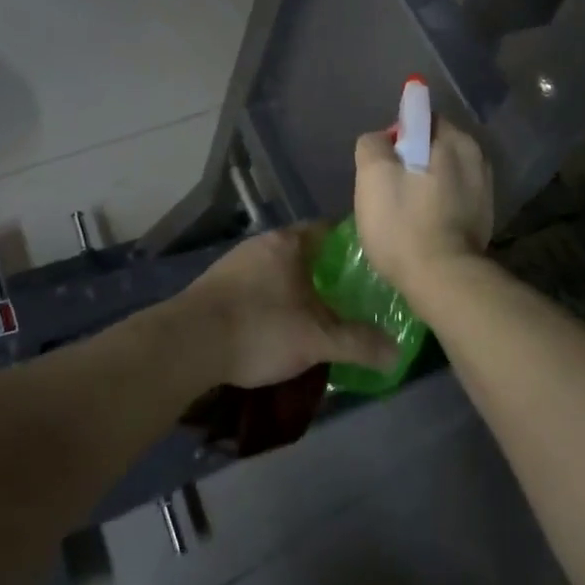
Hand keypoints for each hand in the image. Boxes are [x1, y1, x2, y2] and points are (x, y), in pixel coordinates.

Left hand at [181, 227, 398, 388]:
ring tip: (319, 317)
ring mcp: (234, 265)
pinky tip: (279, 328)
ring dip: (297, 290)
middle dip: (326, 274)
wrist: (186, 345)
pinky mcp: (215, 288)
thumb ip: (359, 343)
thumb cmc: (260, 328)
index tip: (372, 267)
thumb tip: (398, 353)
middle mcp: (261, 245)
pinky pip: (256, 289)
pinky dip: (272, 303)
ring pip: (279, 272)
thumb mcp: (317, 339)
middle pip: (304, 253)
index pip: (329, 231)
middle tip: (351, 298)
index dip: (352, 247)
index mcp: (289, 243)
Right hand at [353, 120, 493, 296]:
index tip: (382, 166)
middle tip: (388, 191)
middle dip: (411, 161)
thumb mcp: (373, 176)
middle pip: (432, 147)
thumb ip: (373, 145)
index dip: (396, 138)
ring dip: (424, 185)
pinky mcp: (484, 218)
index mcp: (455, 139)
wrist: (443, 280)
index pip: (420, 119)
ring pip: (443, 174)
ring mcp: (485, 189)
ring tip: (404, 213)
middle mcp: (477, 157)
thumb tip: (382, 141)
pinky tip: (422, 226)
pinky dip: (437, 205)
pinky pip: (453, 198)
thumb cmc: (404, 224)